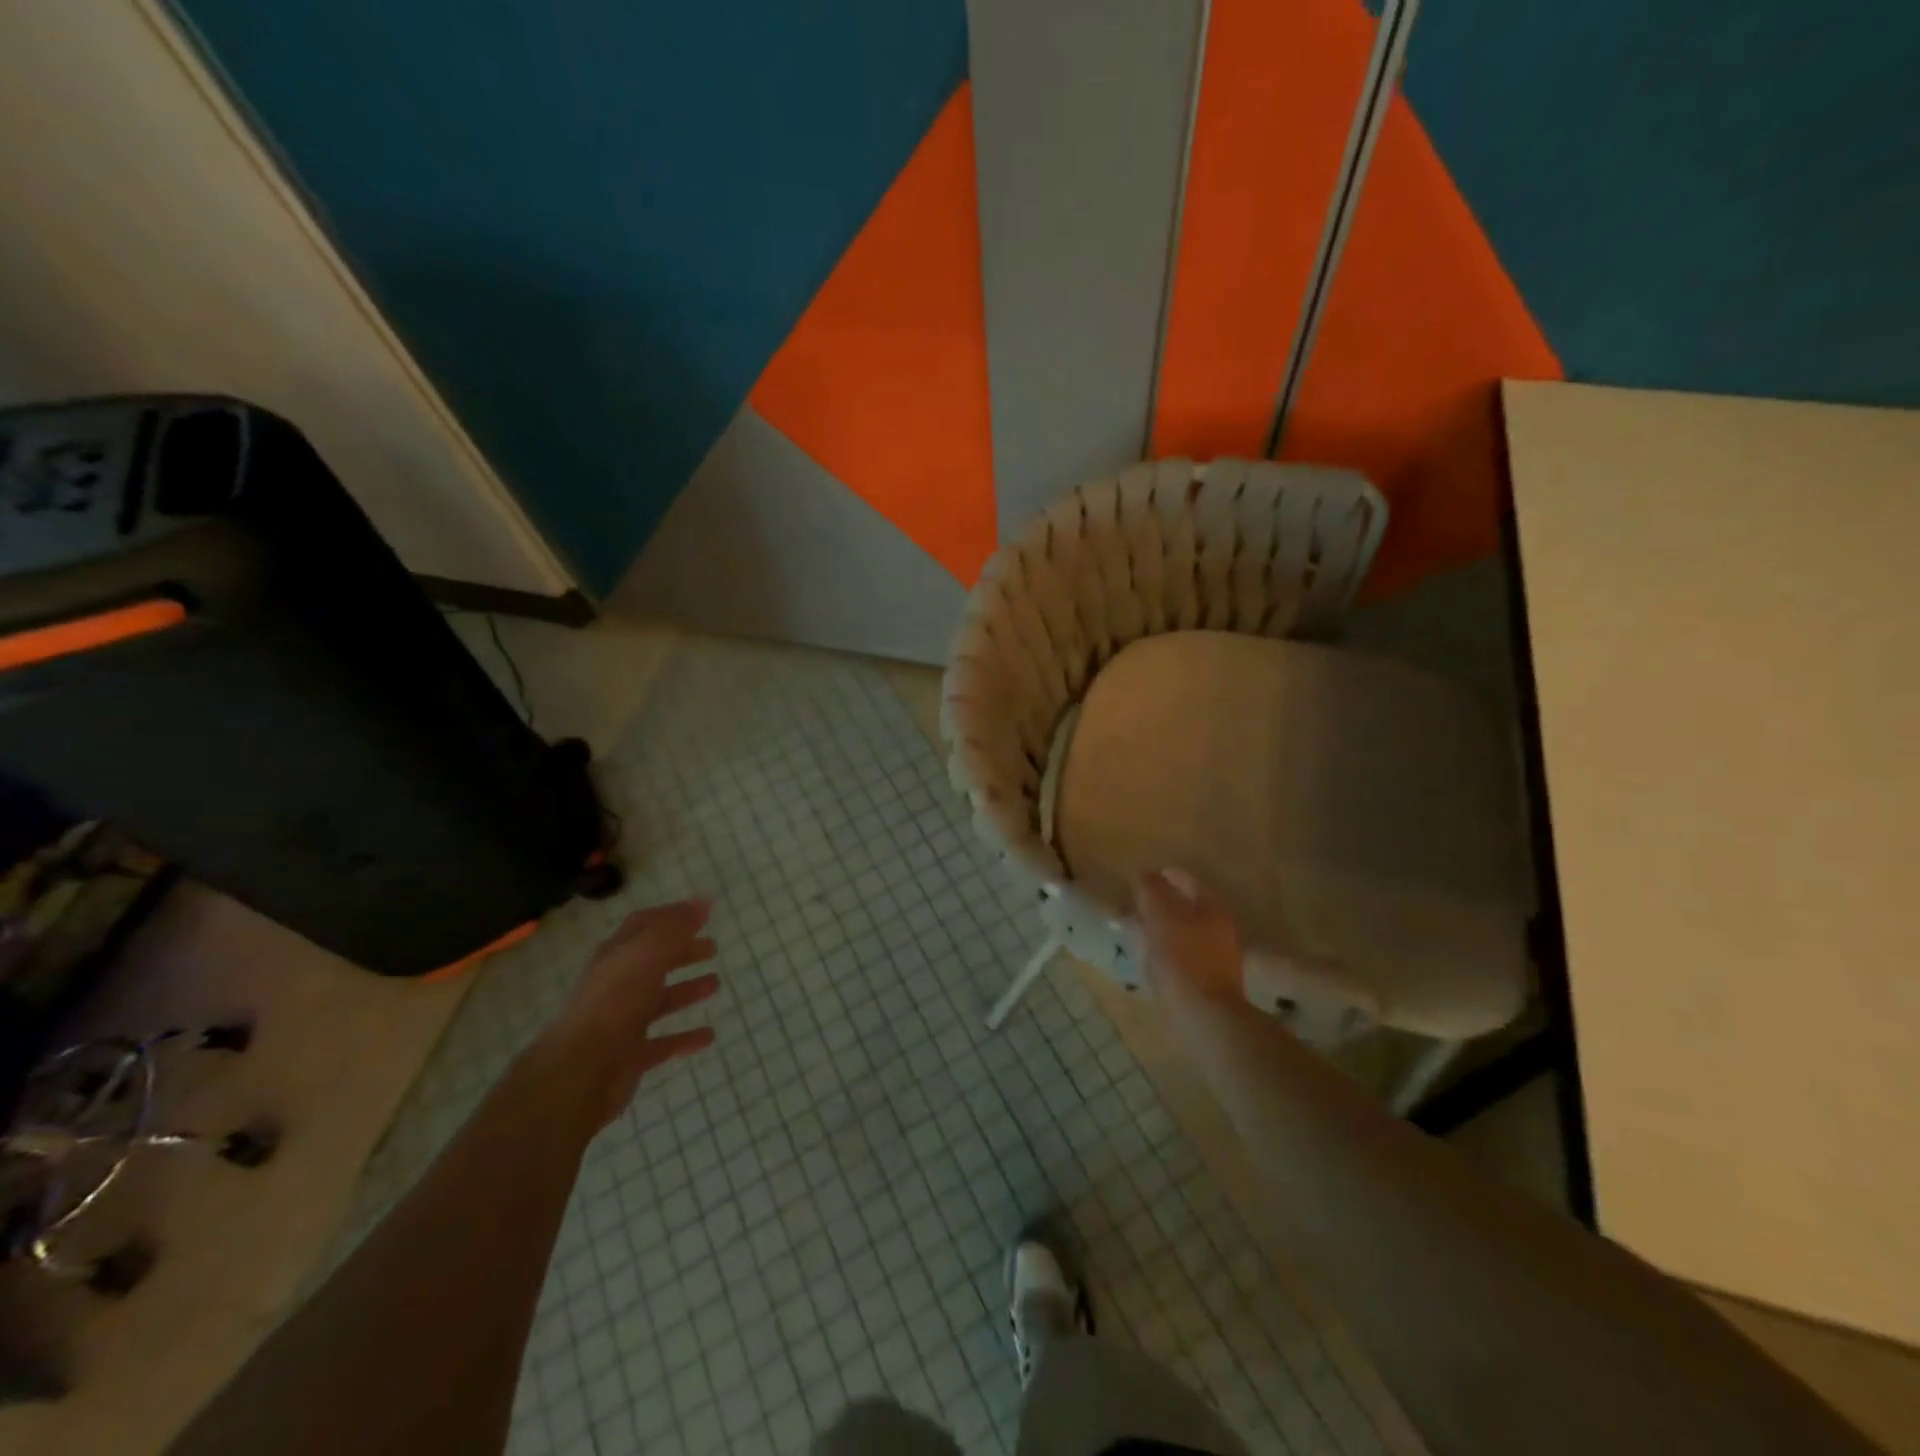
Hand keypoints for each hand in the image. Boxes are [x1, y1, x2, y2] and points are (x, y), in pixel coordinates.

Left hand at [545, 899, 719, 1126]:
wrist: (581, 1071)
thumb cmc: (615, 1002)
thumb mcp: (647, 954)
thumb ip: (675, 928)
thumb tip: (703, 901)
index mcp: (617, 956)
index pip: (644, 926)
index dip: (672, 916)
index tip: (702, 911)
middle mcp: (618, 985)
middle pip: (654, 961)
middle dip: (683, 951)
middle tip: (713, 947)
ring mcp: (624, 1021)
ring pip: (660, 1000)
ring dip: (687, 990)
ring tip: (716, 984)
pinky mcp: (631, 1055)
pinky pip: (664, 1042)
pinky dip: (686, 1037)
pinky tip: (708, 1036)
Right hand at [1135, 868, 1245, 1007]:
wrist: (1206, 1019)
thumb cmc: (1182, 961)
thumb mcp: (1161, 918)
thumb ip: (1153, 892)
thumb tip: (1147, 874)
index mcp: (1213, 910)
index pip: (1192, 883)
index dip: (1172, 876)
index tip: (1151, 874)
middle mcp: (1221, 931)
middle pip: (1192, 909)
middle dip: (1169, 904)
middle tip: (1142, 903)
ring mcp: (1219, 960)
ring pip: (1189, 935)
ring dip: (1168, 930)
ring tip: (1142, 932)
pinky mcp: (1210, 985)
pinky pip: (1186, 959)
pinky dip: (1170, 954)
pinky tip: (1153, 961)